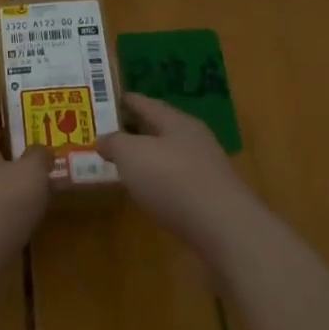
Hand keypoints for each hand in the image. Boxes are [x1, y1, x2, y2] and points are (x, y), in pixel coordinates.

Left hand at [0, 88, 50, 280]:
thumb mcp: (31, 177)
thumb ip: (40, 155)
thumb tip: (42, 148)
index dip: (3, 91)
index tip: (25, 84)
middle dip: (12, 124)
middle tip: (41, 118)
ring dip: (10, 155)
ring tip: (39, 154)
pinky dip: (6, 181)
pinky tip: (26, 193)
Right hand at [96, 94, 257, 261]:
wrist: (225, 230)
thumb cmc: (173, 181)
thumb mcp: (132, 155)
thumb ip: (115, 143)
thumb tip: (103, 139)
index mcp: (176, 122)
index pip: (145, 103)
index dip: (125, 100)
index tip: (104, 99)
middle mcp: (193, 140)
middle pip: (159, 129)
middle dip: (134, 130)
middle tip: (107, 132)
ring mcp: (205, 170)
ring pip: (168, 156)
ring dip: (147, 158)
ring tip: (122, 164)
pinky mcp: (210, 199)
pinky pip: (176, 181)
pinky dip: (158, 182)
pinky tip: (146, 193)